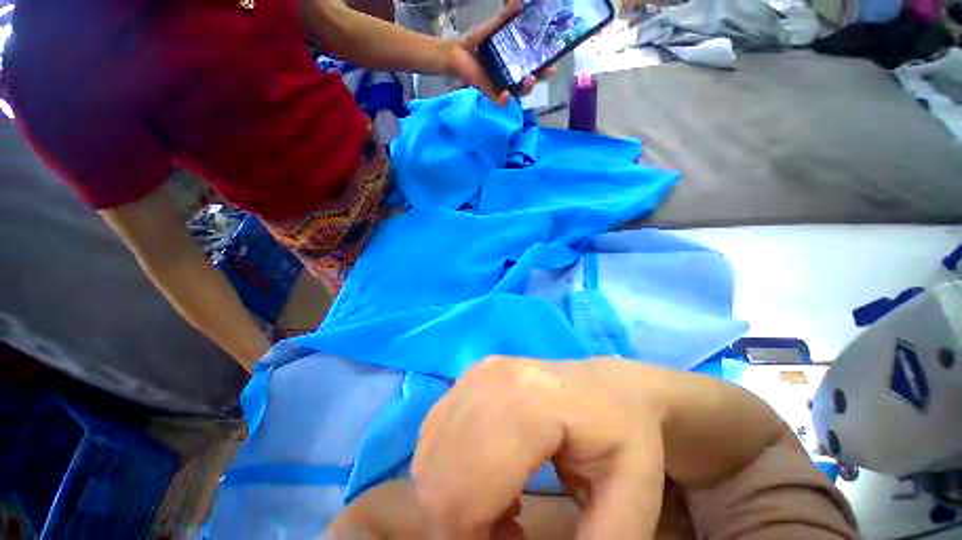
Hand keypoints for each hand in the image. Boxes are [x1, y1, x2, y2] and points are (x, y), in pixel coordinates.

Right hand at [411, 356, 666, 539]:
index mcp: (530, 403)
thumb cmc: (626, 436)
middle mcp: (491, 380)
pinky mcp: (470, 376)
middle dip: (457, 523)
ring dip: (454, 496)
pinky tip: (491, 474)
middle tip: (507, 533)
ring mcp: (476, 374)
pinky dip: (452, 468)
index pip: (466, 491)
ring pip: (430, 455)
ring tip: (502, 506)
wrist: (610, 386)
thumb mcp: (630, 502)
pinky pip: (437, 435)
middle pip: (438, 475)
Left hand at [449, 0, 556, 104]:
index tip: (554, 66)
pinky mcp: (488, 92)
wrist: (454, 54)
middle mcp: (508, 76)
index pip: (530, 66)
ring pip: (517, 92)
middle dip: (539, 78)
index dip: (543, 67)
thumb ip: (504, 18)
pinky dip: (503, 100)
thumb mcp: (491, 28)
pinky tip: (507, 95)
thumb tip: (519, 2)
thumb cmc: (473, 43)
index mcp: (511, 63)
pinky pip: (498, 100)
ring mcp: (499, 85)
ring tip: (530, 80)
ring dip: (525, 88)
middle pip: (527, 81)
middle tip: (547, 72)